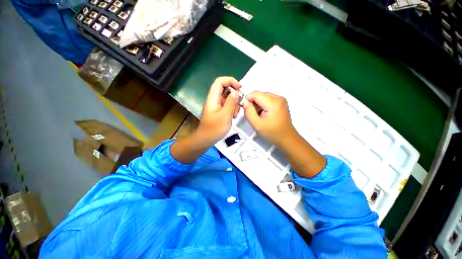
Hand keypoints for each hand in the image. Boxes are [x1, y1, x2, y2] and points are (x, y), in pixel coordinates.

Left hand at [197, 77, 241, 144]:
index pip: (220, 81)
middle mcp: (214, 100)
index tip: (240, 88)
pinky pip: (227, 105)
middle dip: (234, 94)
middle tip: (240, 103)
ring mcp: (216, 105)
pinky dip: (232, 108)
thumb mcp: (225, 116)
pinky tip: (233, 116)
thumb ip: (231, 103)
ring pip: (227, 98)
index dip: (230, 81)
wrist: (206, 139)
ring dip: (234, 103)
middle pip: (225, 89)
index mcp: (213, 98)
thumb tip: (236, 91)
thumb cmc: (214, 129)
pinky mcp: (219, 111)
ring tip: (235, 113)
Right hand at [243, 91, 295, 146]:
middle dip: (252, 103)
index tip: (245, 109)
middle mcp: (278, 98)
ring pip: (263, 97)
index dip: (247, 100)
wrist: (287, 139)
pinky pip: (268, 100)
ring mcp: (281, 100)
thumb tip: (244, 102)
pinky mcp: (281, 103)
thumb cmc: (272, 133)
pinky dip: (262, 106)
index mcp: (273, 102)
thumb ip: (248, 112)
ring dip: (257, 105)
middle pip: (259, 94)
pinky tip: (263, 115)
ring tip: (257, 116)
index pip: (255, 94)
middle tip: (251, 114)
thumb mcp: (257, 124)